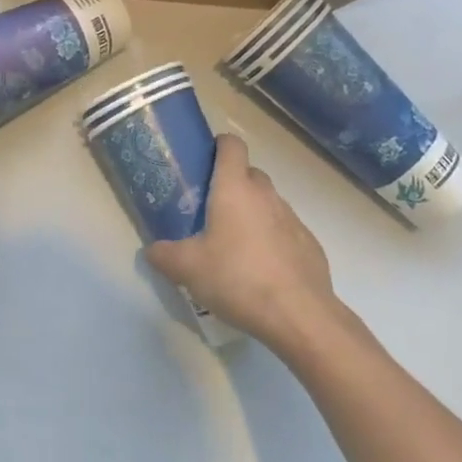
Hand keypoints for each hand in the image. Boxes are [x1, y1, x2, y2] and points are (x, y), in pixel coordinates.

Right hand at [147, 134, 341, 351]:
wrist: (300, 316)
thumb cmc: (238, 278)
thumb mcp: (189, 269)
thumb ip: (164, 255)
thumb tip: (151, 250)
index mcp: (235, 187)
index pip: (231, 144)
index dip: (219, 145)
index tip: (204, 161)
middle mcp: (265, 194)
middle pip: (249, 173)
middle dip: (232, 184)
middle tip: (212, 210)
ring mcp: (292, 218)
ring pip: (268, 203)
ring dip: (253, 213)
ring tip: (236, 245)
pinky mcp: (310, 244)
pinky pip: (286, 230)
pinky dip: (274, 239)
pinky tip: (264, 270)